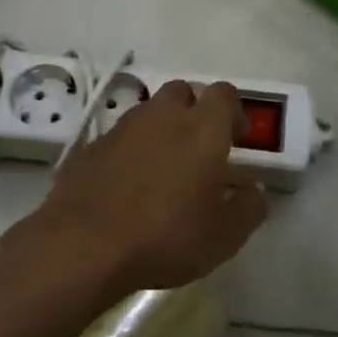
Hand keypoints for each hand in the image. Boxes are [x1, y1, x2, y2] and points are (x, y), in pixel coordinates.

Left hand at [32, 80, 267, 293]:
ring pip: (149, 112)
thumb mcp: (225, 236)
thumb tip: (254, 191)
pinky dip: (130, 152)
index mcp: (202, 128)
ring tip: (163, 171)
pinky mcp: (91, 147)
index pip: (224, 93)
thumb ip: (249, 208)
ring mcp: (122, 128)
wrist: (83, 245)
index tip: (237, 139)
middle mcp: (163, 116)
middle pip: (182, 91)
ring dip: (161, 130)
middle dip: (194, 111)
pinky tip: (128, 187)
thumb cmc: (166, 236)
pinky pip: (120, 138)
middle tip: (199, 149)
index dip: (234, 111)